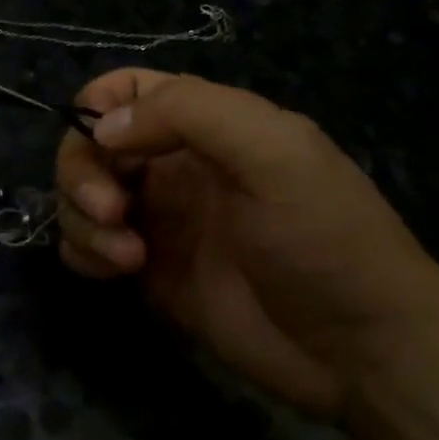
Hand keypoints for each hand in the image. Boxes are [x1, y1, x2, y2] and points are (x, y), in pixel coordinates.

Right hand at [56, 71, 438, 417]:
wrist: (358, 350)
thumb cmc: (325, 239)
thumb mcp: (274, 153)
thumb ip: (189, 114)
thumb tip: (103, 128)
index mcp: (206, 126)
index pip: (125, 90)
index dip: (97, 107)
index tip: (103, 145)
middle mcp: (172, 166)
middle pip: (89, 145)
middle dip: (82, 173)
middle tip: (111, 212)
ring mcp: (156, 220)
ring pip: (80, 197)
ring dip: (82, 220)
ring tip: (129, 258)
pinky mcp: (146, 272)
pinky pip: (86, 247)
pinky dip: (84, 253)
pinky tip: (118, 272)